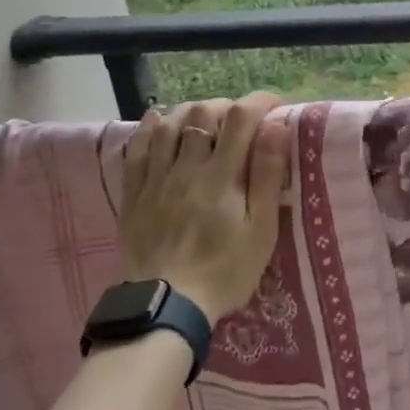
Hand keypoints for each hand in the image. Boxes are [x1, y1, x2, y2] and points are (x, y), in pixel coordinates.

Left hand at [120, 92, 290, 323]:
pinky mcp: (134, 193)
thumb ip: (267, 175)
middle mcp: (187, 167)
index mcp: (222, 175)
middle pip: (202, 113)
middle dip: (226, 105)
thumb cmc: (224, 270)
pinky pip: (137, 148)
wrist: (164, 307)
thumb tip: (276, 126)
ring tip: (206, 119)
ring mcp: (156, 178)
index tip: (275, 105)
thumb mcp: (261, 230)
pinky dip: (149, 127)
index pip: (241, 118)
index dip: (259, 102)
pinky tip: (158, 119)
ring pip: (169, 124)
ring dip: (191, 112)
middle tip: (241, 118)